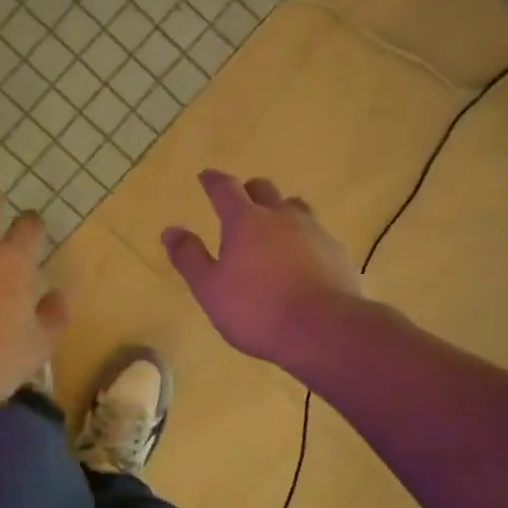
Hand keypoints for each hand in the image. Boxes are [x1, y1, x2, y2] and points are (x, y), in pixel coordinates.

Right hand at [162, 171, 363, 362]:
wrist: (322, 330)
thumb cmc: (256, 310)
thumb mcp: (209, 288)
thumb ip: (189, 257)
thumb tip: (171, 230)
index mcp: (245, 221)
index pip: (225, 188)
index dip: (213, 181)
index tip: (206, 177)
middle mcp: (281, 216)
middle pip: (263, 189)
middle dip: (248, 191)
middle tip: (239, 202)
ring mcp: (313, 232)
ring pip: (295, 207)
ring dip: (280, 210)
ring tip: (273, 226)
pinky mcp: (337, 253)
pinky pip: (316, 234)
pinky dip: (303, 238)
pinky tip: (301, 258)